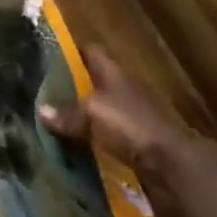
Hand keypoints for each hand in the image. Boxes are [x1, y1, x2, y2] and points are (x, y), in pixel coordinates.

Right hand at [39, 46, 192, 182]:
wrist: (174, 166)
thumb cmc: (131, 125)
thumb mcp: (92, 114)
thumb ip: (67, 112)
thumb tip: (41, 111)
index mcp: (115, 73)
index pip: (91, 51)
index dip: (70, 50)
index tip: (47, 54)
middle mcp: (126, 89)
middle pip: (95, 80)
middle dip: (73, 84)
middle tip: (44, 89)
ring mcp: (135, 116)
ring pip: (102, 109)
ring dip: (84, 114)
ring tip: (56, 119)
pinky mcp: (140, 143)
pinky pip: (110, 135)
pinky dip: (95, 138)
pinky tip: (77, 144)